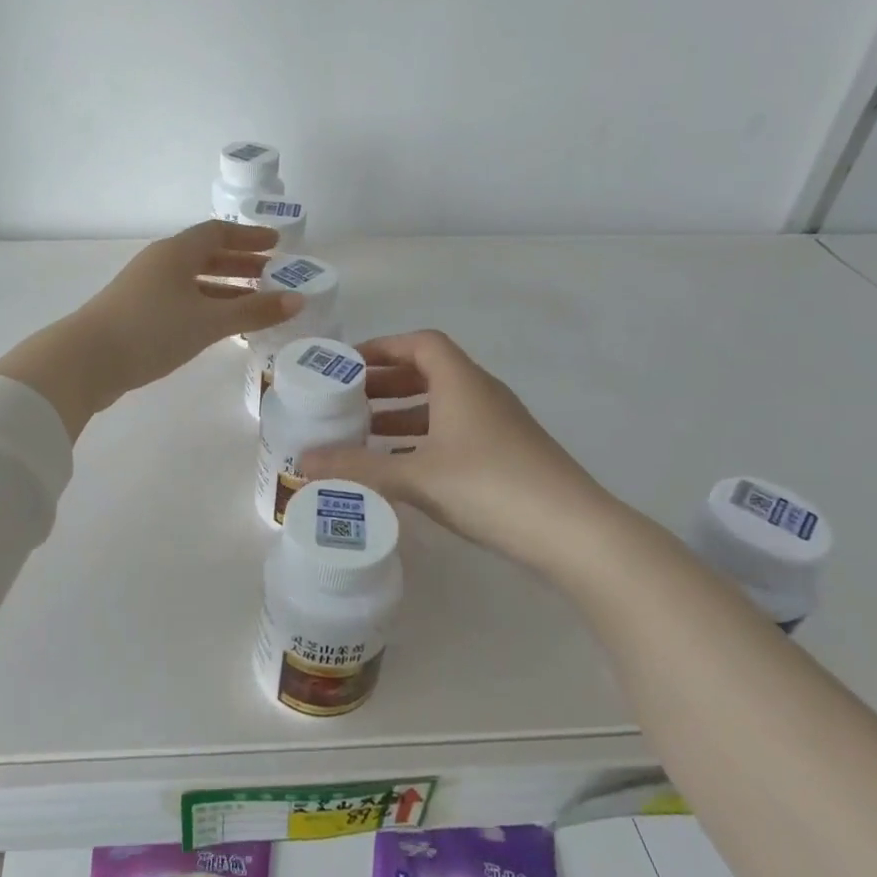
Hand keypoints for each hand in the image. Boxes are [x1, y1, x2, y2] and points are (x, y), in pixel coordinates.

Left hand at [0, 221, 301, 436]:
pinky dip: (206, 308)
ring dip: (224, 289)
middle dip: (241, 264)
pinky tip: (220, 327)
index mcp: (176, 252)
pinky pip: (181, 302)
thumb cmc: (152, 330)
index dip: (249, 237)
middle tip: (273, 275)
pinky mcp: (137, 315)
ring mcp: (145, 289)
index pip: (218, 232)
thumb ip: (254, 311)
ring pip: (193, 282)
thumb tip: (298, 300)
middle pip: (206, 256)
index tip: (277, 244)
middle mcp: (160, 264)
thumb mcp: (208, 321)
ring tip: (255, 303)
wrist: (86, 360)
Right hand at [298, 330, 625, 574]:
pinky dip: (424, 440)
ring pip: (442, 406)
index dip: (383, 347)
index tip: (349, 363)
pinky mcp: (507, 456)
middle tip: (347, 401)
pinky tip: (402, 468)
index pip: (421, 343)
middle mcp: (482, 394)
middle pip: (429, 372)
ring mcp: (499, 426)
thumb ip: (358, 467)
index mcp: (461, 382)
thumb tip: (302, 462)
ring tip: (364, 435)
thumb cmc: (490, 486)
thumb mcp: (416, 476)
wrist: (574, 533)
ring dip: (403, 415)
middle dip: (386, 383)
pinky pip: (455, 433)